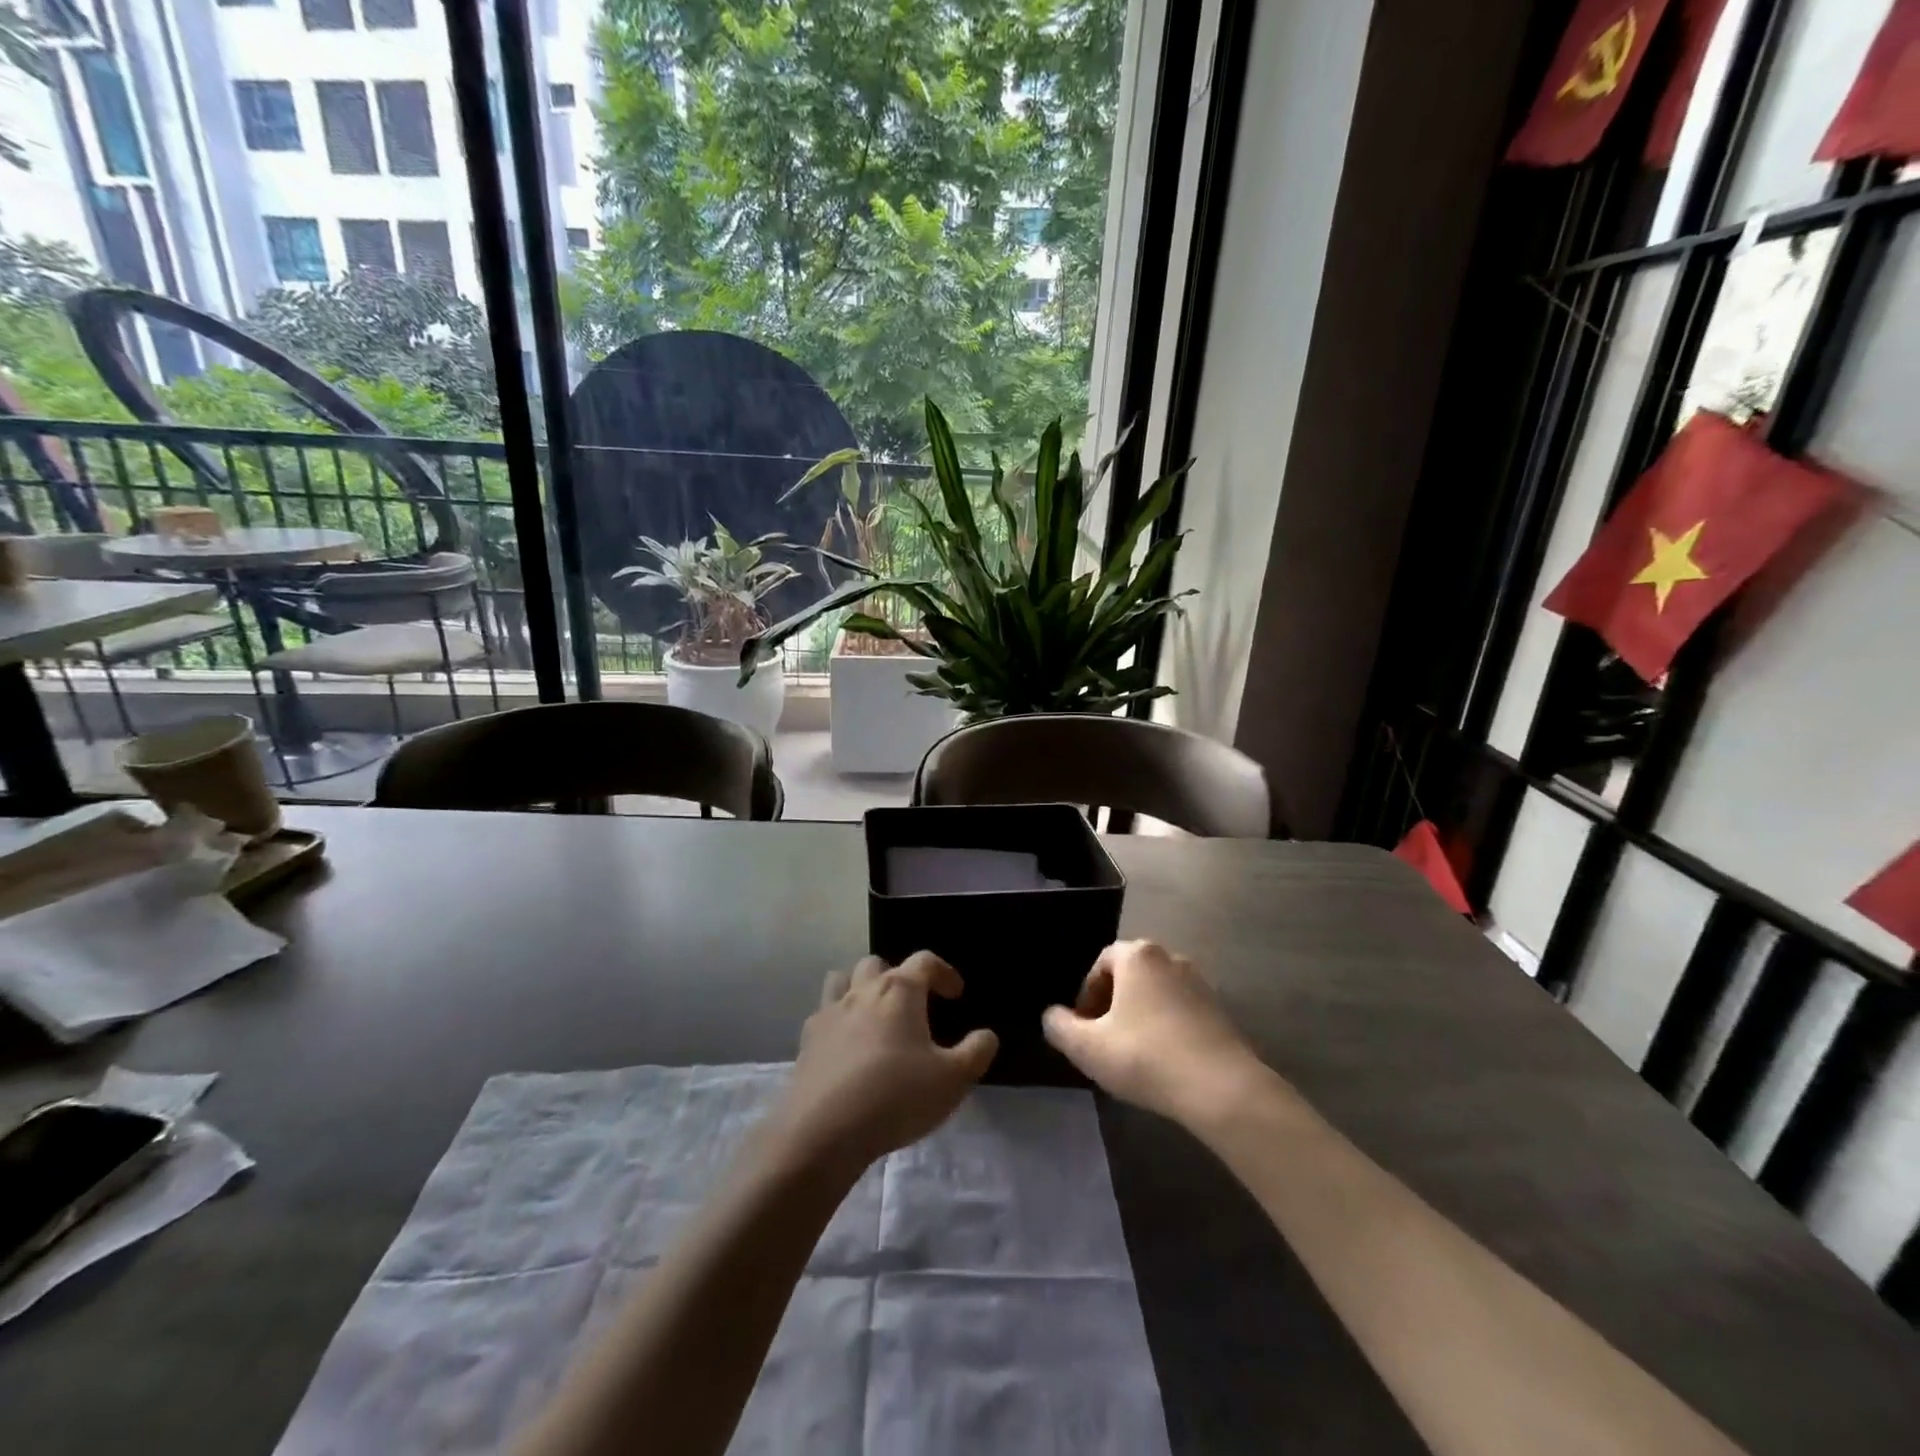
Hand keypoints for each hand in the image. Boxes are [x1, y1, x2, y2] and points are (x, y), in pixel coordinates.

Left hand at [772, 953, 997, 1177]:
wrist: (823, 1131)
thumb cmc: (896, 1096)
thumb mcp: (952, 1080)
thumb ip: (975, 1052)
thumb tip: (986, 1035)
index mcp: (899, 991)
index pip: (925, 961)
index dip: (944, 973)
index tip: (956, 994)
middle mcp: (862, 991)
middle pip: (878, 964)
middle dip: (898, 977)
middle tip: (912, 1007)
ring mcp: (829, 1013)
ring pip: (842, 980)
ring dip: (859, 989)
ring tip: (874, 1017)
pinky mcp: (807, 1041)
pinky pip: (822, 1015)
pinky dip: (837, 1022)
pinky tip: (846, 1049)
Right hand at [1041, 940, 1271, 1127]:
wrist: (1221, 1088)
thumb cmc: (1145, 1057)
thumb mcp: (1087, 1047)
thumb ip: (1060, 1027)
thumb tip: (1052, 1016)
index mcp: (1137, 956)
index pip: (1101, 963)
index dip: (1087, 994)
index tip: (1084, 1028)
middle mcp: (1170, 958)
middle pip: (1130, 975)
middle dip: (1113, 1003)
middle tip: (1104, 1039)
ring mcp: (1200, 983)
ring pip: (1157, 993)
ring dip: (1141, 1015)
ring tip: (1133, 1053)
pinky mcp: (1221, 1010)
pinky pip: (1182, 1011)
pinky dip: (1167, 1027)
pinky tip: (1164, 1060)